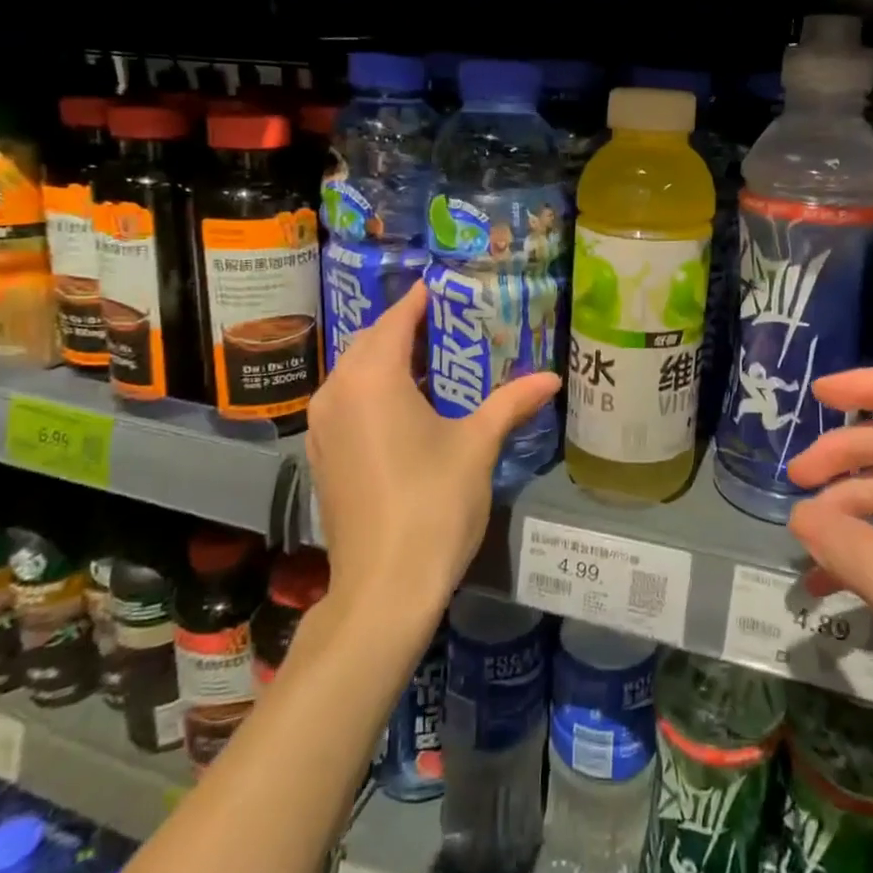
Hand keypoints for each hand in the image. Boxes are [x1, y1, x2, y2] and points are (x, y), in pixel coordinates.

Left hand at [305, 282, 559, 615]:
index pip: (396, 320)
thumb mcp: (478, 446)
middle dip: (405, 328)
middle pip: (371, 342)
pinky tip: (405, 405)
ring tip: (431, 360)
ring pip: (354, 372)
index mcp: (373, 378)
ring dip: (387, 359)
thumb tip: (552, 379)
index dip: (419, 301)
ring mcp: (321, 426)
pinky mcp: (320, 455)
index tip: (442, 286)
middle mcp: (337, 392)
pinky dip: (372, 389)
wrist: (383, 587)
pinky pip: (346, 401)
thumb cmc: (434, 503)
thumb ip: (511, 403)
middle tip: (447, 323)